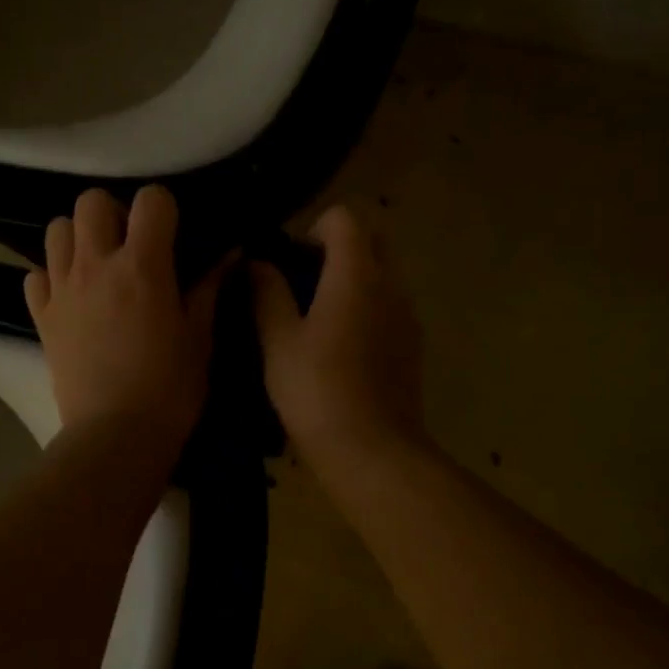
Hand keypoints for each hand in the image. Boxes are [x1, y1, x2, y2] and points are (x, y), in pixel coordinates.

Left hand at [26, 186, 222, 455]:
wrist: (116, 435)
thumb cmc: (170, 389)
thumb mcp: (200, 338)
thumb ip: (209, 289)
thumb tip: (230, 254)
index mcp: (143, 267)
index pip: (150, 200)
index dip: (163, 208)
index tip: (171, 233)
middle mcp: (97, 266)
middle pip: (91, 201)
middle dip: (113, 213)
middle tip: (129, 244)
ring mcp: (63, 290)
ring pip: (57, 230)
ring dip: (78, 237)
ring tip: (97, 265)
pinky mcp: (42, 317)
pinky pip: (36, 275)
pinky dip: (51, 277)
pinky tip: (71, 297)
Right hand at [250, 205, 425, 470]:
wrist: (373, 451)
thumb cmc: (318, 391)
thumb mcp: (278, 341)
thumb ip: (266, 293)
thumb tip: (256, 263)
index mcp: (358, 274)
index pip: (345, 217)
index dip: (312, 229)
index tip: (288, 263)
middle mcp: (391, 285)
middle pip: (371, 240)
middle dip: (336, 250)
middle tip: (301, 285)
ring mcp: (408, 316)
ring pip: (383, 275)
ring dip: (352, 281)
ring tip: (315, 320)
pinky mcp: (413, 345)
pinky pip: (389, 307)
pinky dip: (366, 309)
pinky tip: (340, 349)